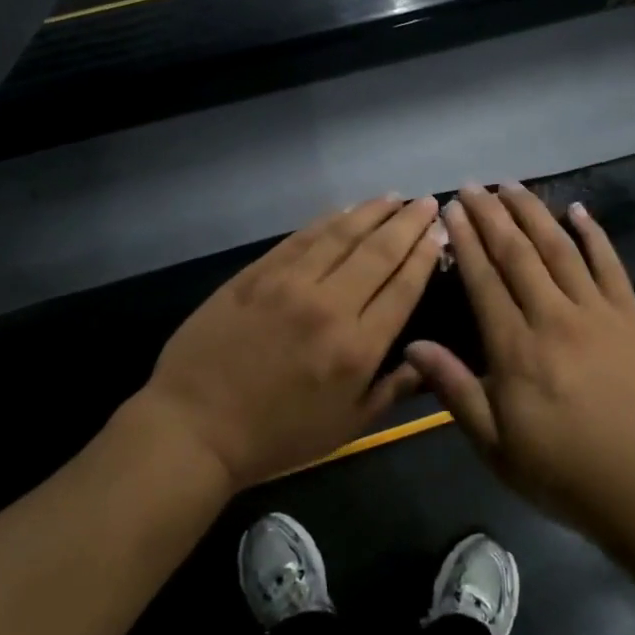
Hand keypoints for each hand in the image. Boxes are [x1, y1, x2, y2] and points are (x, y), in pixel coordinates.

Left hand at [136, 196, 442, 490]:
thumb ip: (391, 391)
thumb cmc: (275, 437)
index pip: (402, 288)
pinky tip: (344, 210)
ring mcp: (289, 284)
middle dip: (407, 224)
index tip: (438, 231)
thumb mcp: (345, 428)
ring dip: (371, 212)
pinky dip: (327, 220)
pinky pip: (301, 237)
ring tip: (393, 198)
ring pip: (341, 235)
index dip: (424, 255)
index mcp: (357, 348)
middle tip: (425, 202)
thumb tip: (427, 360)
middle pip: (378, 252)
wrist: (195, 425)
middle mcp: (329, 306)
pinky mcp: (256, 273)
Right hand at [404, 184, 634, 542]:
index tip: (451, 210)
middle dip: (492, 216)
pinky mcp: (632, 318)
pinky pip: (610, 266)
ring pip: (560, 250)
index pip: (484, 280)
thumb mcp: (494, 444)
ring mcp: (597, 314)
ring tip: (513, 186)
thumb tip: (412, 347)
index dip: (466, 241)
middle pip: (518, 254)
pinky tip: (579, 211)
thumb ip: (455, 389)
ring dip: (534, 213)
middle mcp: (553, 318)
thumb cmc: (562, 470)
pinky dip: (594, 235)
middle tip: (474, 186)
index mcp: (515, 348)